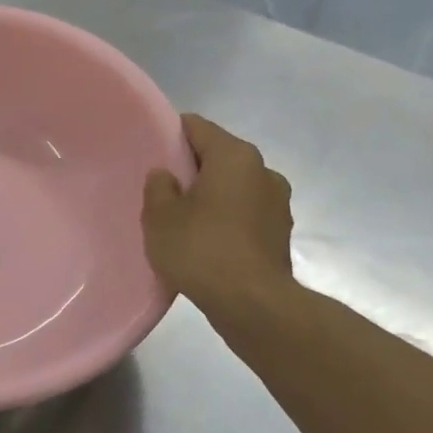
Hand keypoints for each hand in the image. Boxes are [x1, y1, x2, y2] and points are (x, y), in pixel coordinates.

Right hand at [142, 114, 295, 313]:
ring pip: (234, 187)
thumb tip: (166, 176)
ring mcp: (278, 203)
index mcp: (235, 156)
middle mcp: (263, 171)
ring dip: (212, 197)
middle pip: (218, 157)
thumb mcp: (160, 216)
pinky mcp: (281, 234)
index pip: (197, 127)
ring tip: (183, 220)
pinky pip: (245, 214)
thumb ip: (158, 187)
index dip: (171, 135)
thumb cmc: (202, 250)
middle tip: (162, 190)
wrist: (253, 305)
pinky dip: (226, 220)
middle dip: (192, 169)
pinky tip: (206, 242)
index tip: (151, 151)